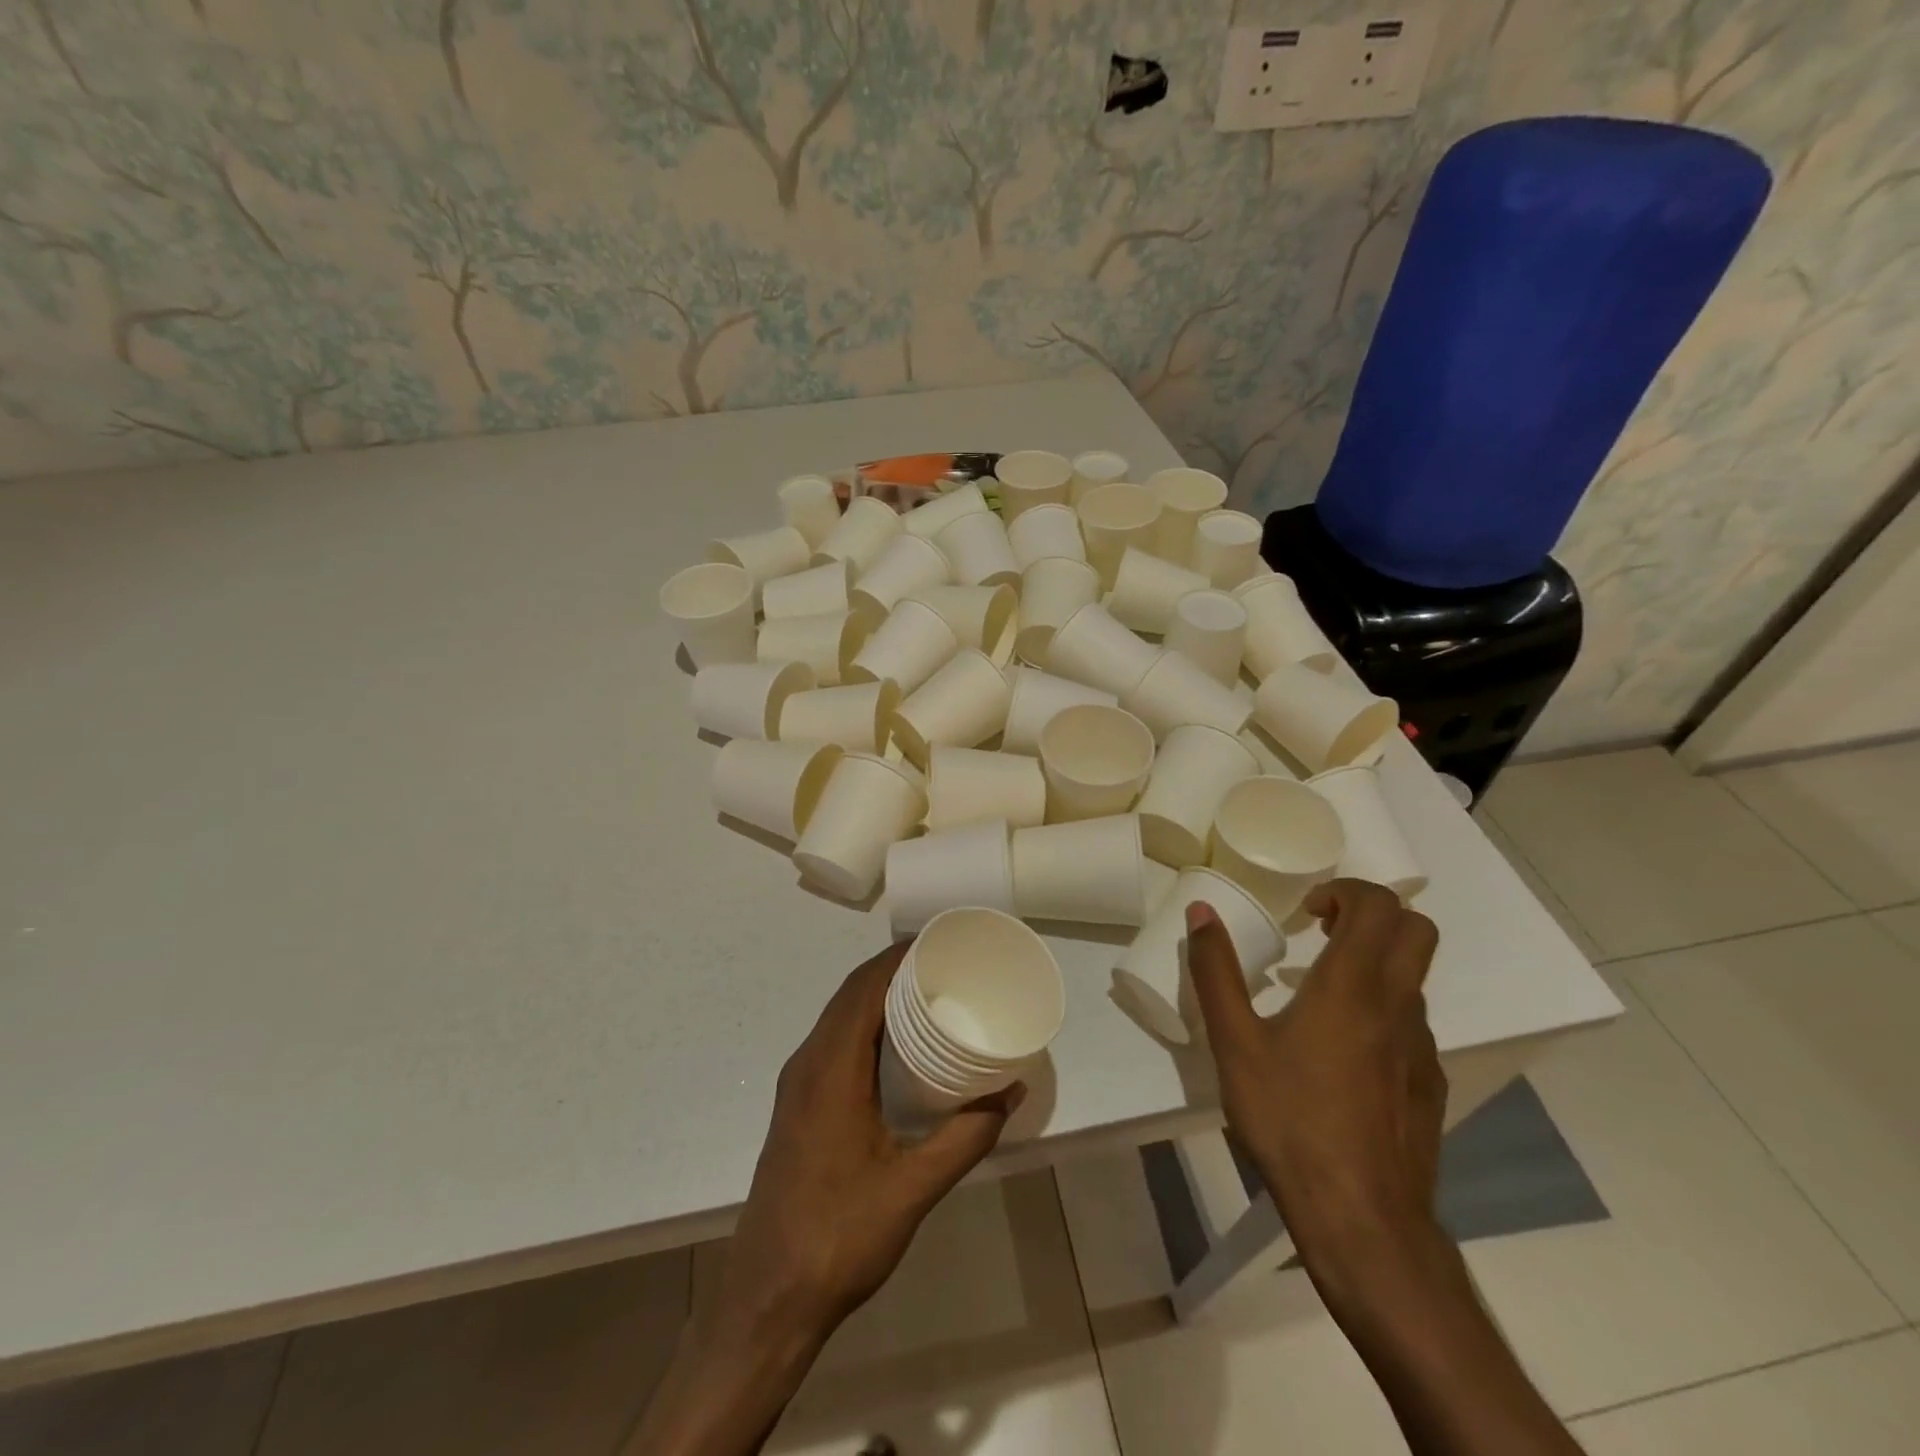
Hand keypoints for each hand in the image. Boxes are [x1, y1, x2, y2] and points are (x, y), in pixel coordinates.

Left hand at [710, 942, 1023, 1351]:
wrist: (767, 1298)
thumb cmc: (840, 1237)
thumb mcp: (913, 1188)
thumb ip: (965, 1137)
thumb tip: (1010, 1091)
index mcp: (830, 1069)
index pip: (863, 988)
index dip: (898, 957)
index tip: (942, 943)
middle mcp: (808, 1064)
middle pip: (850, 994)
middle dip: (894, 970)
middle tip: (946, 965)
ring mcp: (798, 1084)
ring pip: (839, 1016)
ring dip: (878, 995)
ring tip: (929, 994)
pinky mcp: (799, 1104)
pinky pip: (834, 1040)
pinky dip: (865, 1022)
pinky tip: (897, 1043)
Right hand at [1187, 878, 1445, 1263]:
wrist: (1362, 1219)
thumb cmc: (1291, 1119)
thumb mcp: (1235, 1042)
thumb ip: (1216, 971)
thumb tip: (1201, 912)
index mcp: (1353, 985)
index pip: (1380, 905)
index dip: (1346, 891)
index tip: (1307, 911)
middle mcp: (1398, 1005)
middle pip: (1417, 930)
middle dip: (1372, 915)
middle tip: (1324, 932)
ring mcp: (1421, 1047)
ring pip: (1413, 978)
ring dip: (1373, 964)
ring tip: (1317, 995)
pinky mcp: (1429, 1084)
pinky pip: (1409, 1025)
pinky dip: (1380, 1011)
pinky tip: (1338, 1053)